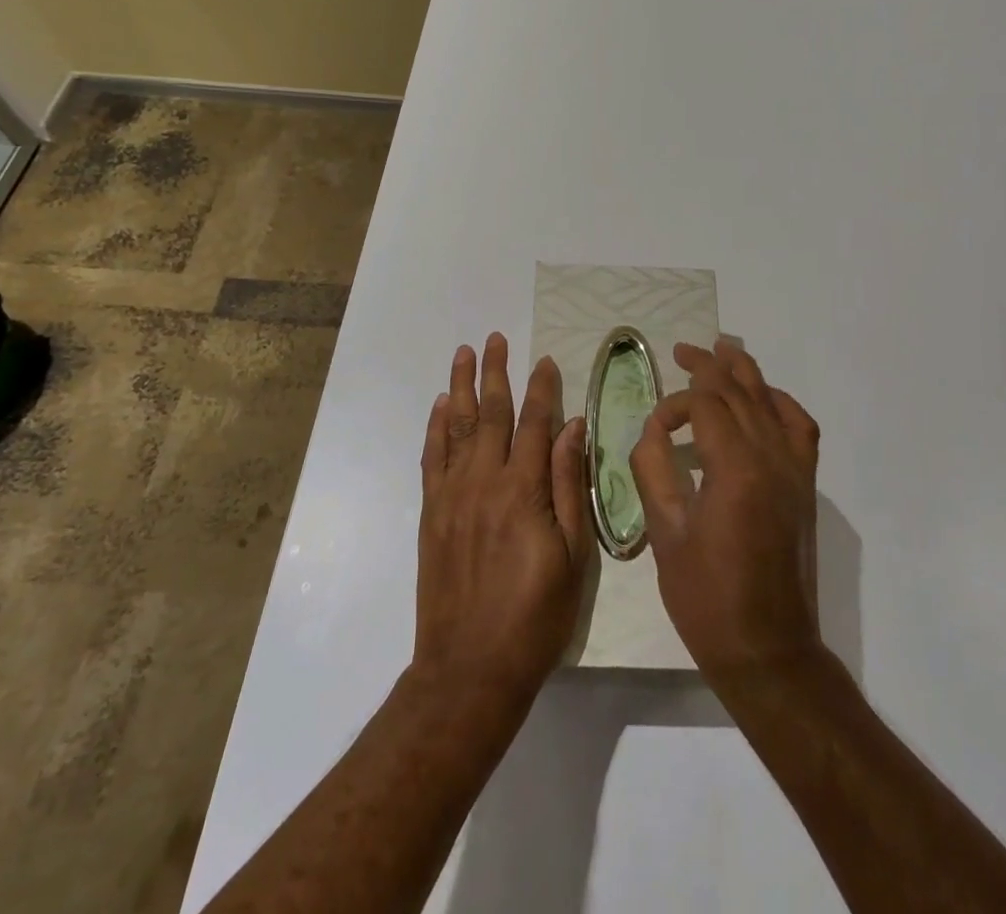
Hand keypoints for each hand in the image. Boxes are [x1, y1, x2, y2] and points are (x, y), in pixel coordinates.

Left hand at [414, 333, 591, 706]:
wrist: (470, 667)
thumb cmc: (535, 615)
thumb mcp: (573, 554)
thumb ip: (569, 484)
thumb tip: (574, 427)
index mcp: (524, 489)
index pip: (534, 423)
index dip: (541, 388)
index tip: (543, 360)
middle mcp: (485, 480)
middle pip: (490, 412)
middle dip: (496, 373)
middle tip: (496, 338)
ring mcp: (452, 494)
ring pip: (457, 426)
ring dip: (461, 386)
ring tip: (465, 353)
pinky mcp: (432, 512)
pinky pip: (432, 457)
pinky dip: (436, 427)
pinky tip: (441, 405)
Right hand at [630, 338, 822, 686]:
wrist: (769, 651)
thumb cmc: (707, 599)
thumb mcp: (664, 535)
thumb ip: (653, 470)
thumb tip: (654, 429)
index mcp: (735, 469)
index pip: (706, 406)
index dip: (675, 405)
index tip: (654, 427)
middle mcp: (772, 458)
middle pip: (739, 392)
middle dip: (708, 367)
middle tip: (681, 352)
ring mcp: (795, 470)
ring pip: (770, 401)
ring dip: (744, 373)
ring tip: (722, 350)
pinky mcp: (805, 485)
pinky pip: (800, 427)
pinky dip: (781, 403)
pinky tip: (764, 397)